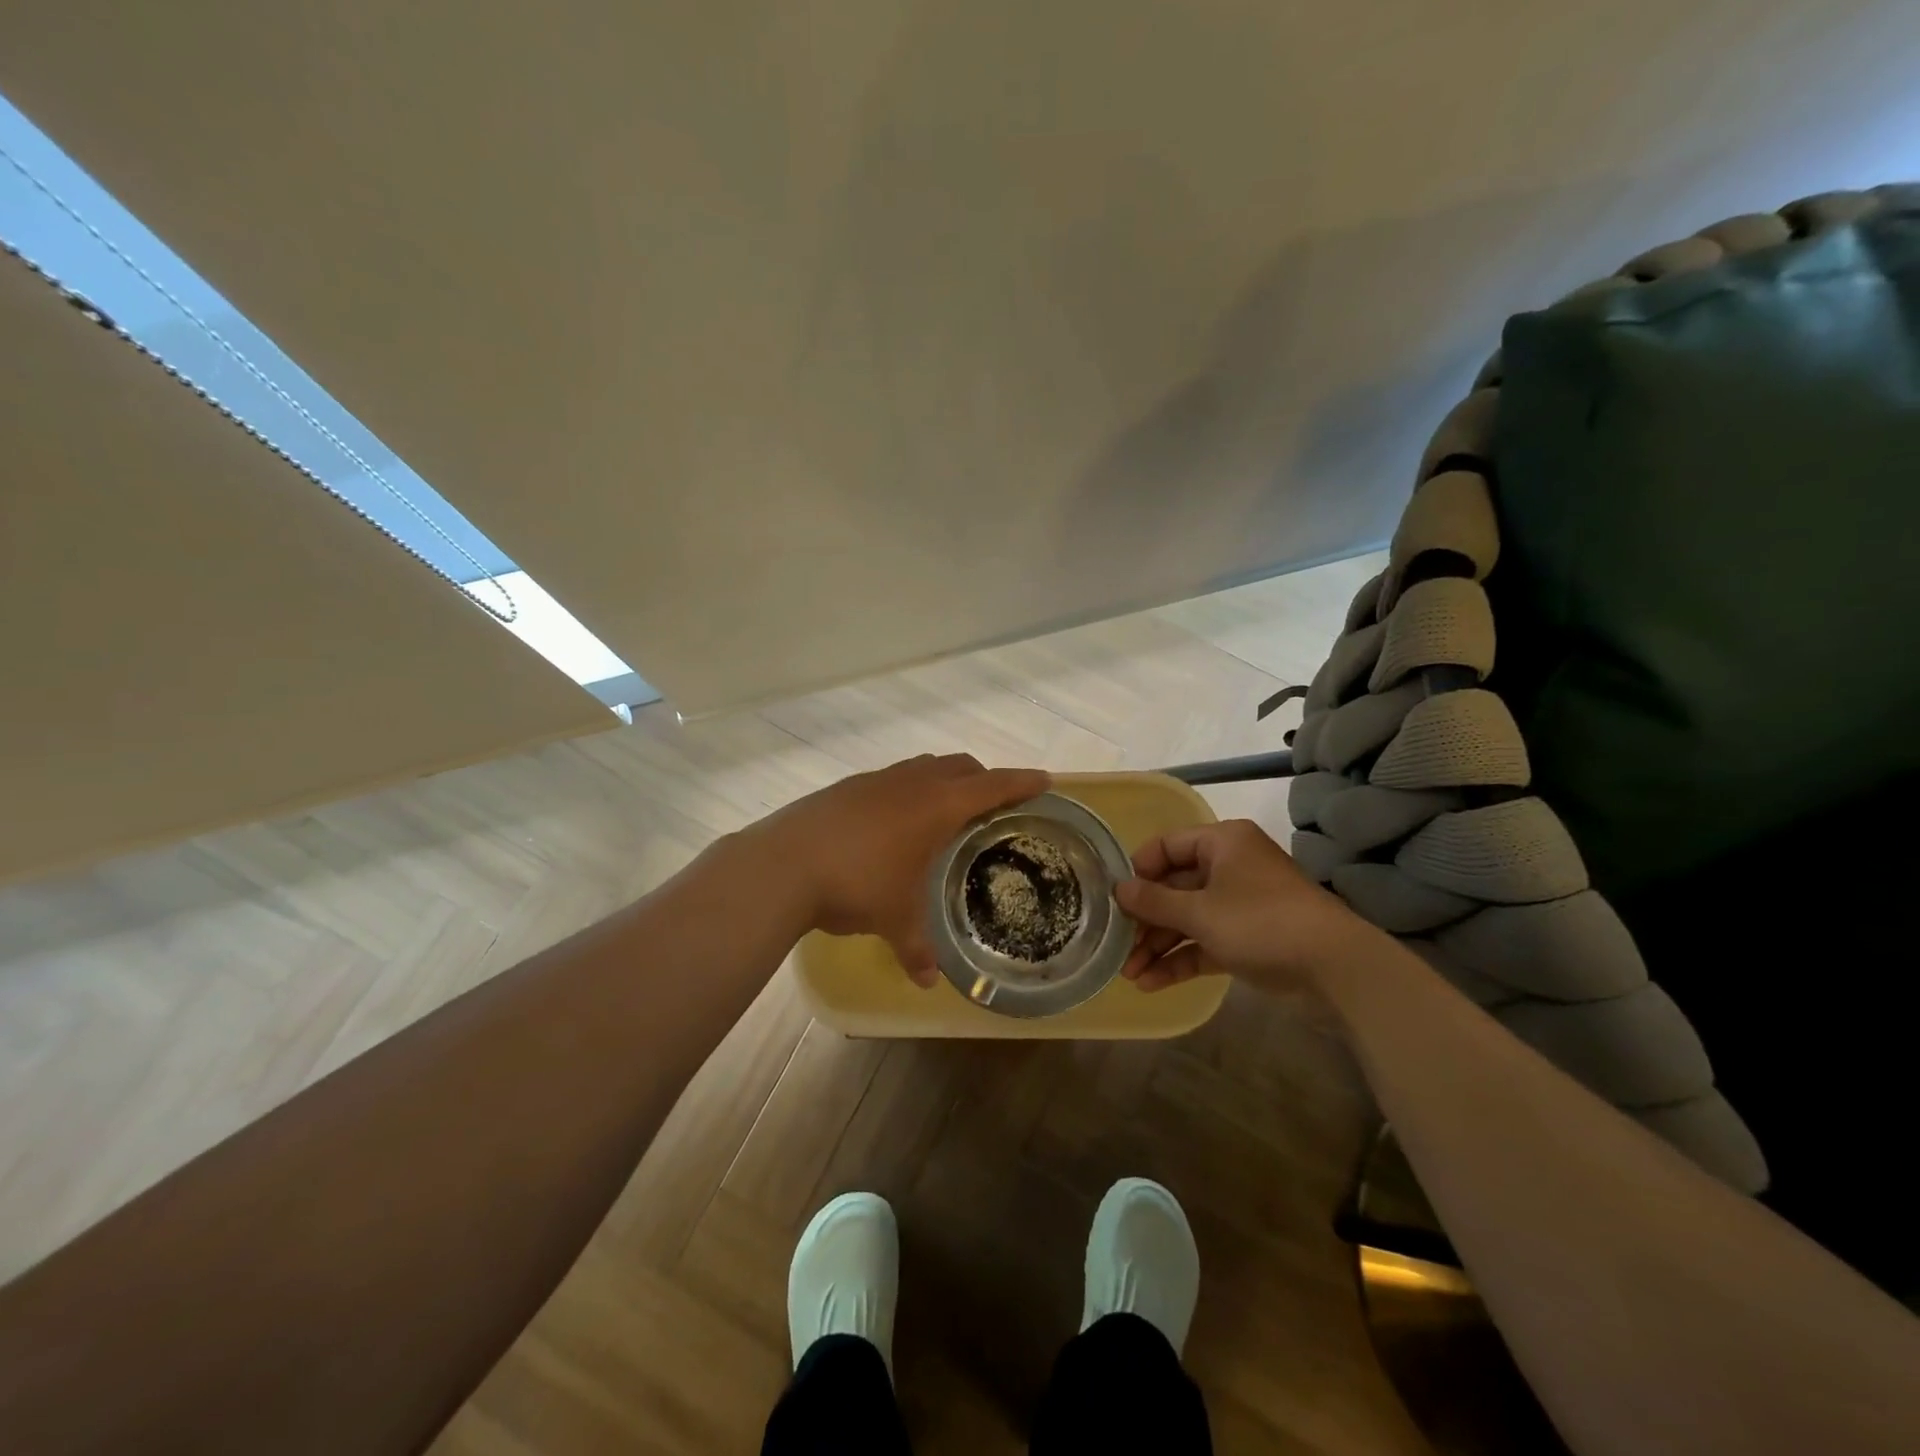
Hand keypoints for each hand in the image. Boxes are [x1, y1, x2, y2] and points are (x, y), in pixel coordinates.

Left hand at [750, 754, 1050, 985]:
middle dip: (983, 778)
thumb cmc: (857, 886)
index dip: (1021, 782)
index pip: (993, 786)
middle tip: (994, 800)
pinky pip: (891, 778)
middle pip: (960, 765)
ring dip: (943, 778)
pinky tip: (893, 820)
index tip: (1045, 779)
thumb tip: (927, 982)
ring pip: (923, 766)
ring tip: (945, 807)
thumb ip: (916, 948)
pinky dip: (907, 788)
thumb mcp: (894, 920)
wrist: (783, 864)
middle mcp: (912, 783)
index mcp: (937, 806)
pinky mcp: (846, 786)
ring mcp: (876, 780)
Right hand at [1115, 819, 1359, 992]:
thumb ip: (1154, 901)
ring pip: (1189, 919)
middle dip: (1145, 920)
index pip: (1166, 846)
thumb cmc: (1261, 923)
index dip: (1138, 871)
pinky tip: (1152, 983)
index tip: (1116, 899)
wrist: (1336, 968)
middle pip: (1175, 887)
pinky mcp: (1249, 938)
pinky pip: (1206, 942)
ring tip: (1128, 974)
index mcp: (1222, 843)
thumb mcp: (1200, 912)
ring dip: (1159, 945)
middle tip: (1117, 944)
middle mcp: (1230, 866)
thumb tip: (1119, 889)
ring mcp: (1241, 904)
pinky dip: (1182, 959)